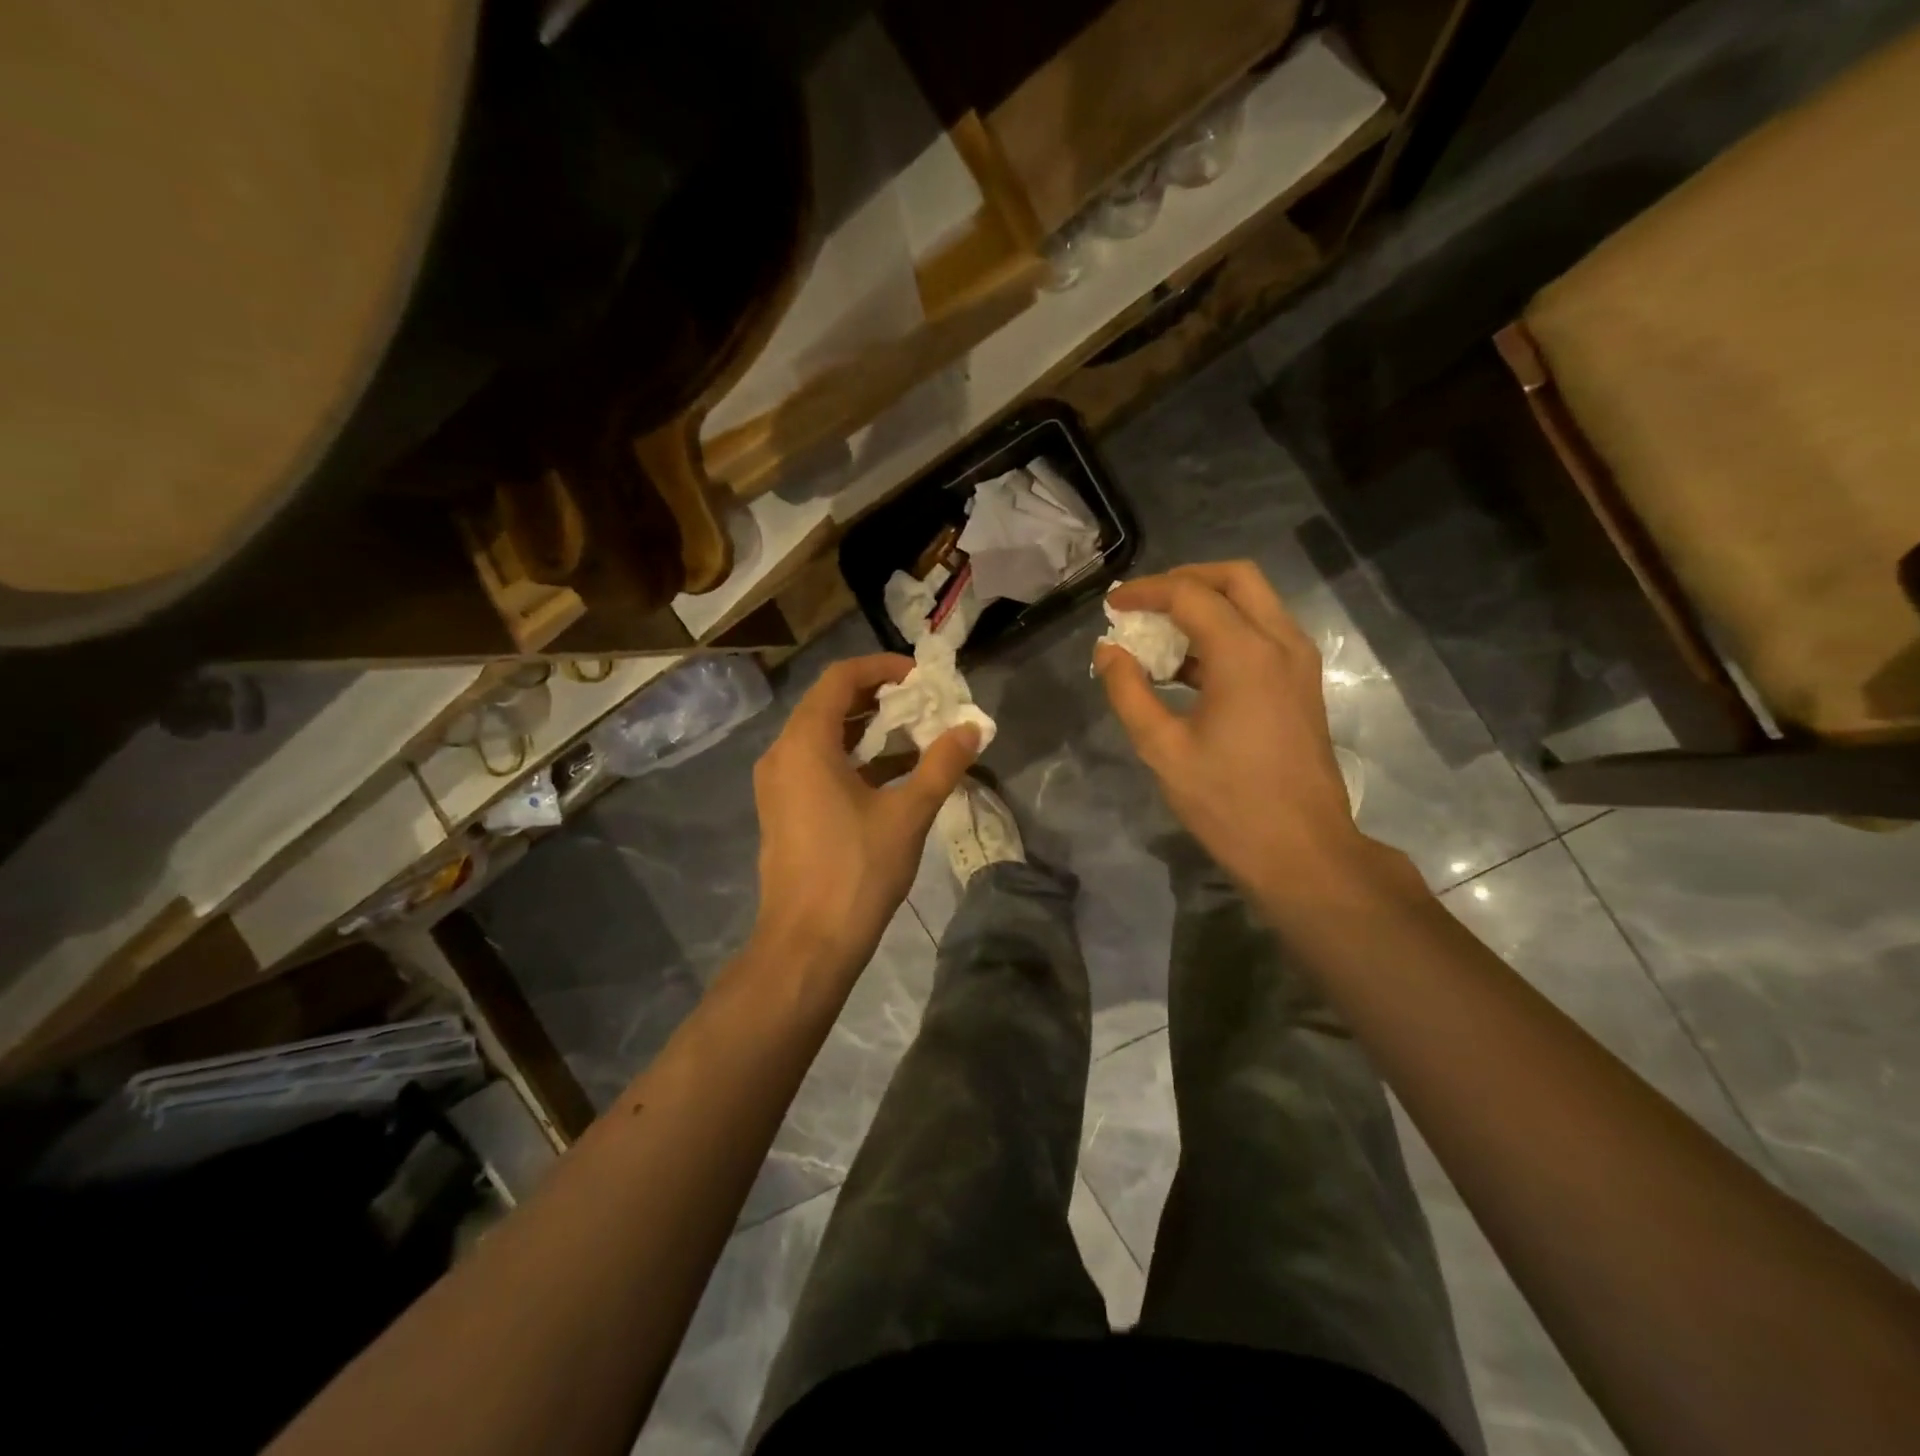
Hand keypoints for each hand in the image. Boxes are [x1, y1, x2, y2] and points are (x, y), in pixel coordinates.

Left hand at [751, 654, 978, 976]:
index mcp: (805, 743)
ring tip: (914, 731)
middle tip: (923, 701)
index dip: (882, 667)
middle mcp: (782, 754)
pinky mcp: (784, 809)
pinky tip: (893, 772)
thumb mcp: (908, 813)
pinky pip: (817, 764)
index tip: (921, 676)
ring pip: (823, 735)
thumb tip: (973, 728)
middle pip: (829, 703)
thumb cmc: (857, 870)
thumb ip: (942, 764)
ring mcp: (778, 784)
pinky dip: (852, 758)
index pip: (840, 678)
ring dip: (867, 728)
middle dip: (878, 697)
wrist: (808, 943)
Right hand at [1094, 561, 1392, 909]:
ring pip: (1255, 602)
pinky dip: (1226, 631)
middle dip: (1186, 580)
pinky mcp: (1302, 684)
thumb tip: (1108, 651)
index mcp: (1245, 654)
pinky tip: (1189, 667)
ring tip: (1161, 633)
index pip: (1190, 594)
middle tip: (1146, 604)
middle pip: (1236, 578)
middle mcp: (1280, 643)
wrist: (1302, 850)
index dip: (1146, 592)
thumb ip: (1129, 692)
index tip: (1112, 606)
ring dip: (1208, 604)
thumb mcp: (1162, 748)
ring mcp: (1299, 663)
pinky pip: (1264, 633)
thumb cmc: (1227, 801)